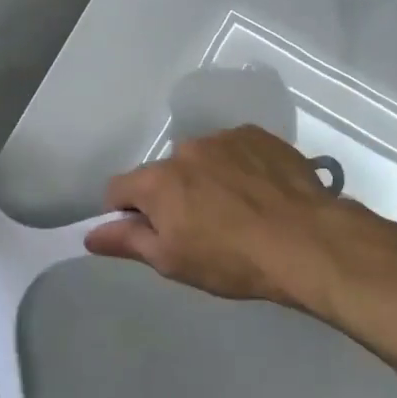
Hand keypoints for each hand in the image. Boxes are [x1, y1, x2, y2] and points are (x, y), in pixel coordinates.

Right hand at [84, 126, 352, 309]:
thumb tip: (90, 234)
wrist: (305, 240)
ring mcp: (225, 138)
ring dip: (208, 178)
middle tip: (202, 227)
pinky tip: (261, 193)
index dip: (126, 212)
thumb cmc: (232, 260)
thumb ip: (128, 241)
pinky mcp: (259, 136)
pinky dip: (239, 166)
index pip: (118, 188)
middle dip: (174, 195)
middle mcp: (187, 149)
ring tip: (239, 209)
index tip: (148, 232)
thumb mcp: (173, 261)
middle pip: (165, 172)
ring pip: (202, 158)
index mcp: (158, 181)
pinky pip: (236, 149)